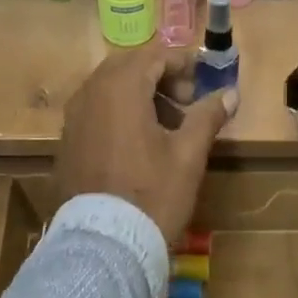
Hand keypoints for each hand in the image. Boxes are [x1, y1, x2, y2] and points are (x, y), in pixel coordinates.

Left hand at [55, 45, 238, 242]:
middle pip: (127, 67)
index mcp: (120, 88)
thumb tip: (230, 94)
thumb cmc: (152, 194)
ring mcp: (73, 118)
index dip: (182, 63)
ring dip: (139, 95)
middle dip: (159, 77)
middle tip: (185, 104)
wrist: (104, 243)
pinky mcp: (66, 142)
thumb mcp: (188, 155)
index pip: (153, 55)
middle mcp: (90, 94)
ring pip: (108, 88)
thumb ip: (207, 117)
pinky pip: (94, 111)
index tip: (202, 84)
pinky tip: (137, 143)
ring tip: (166, 126)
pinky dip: (118, 113)